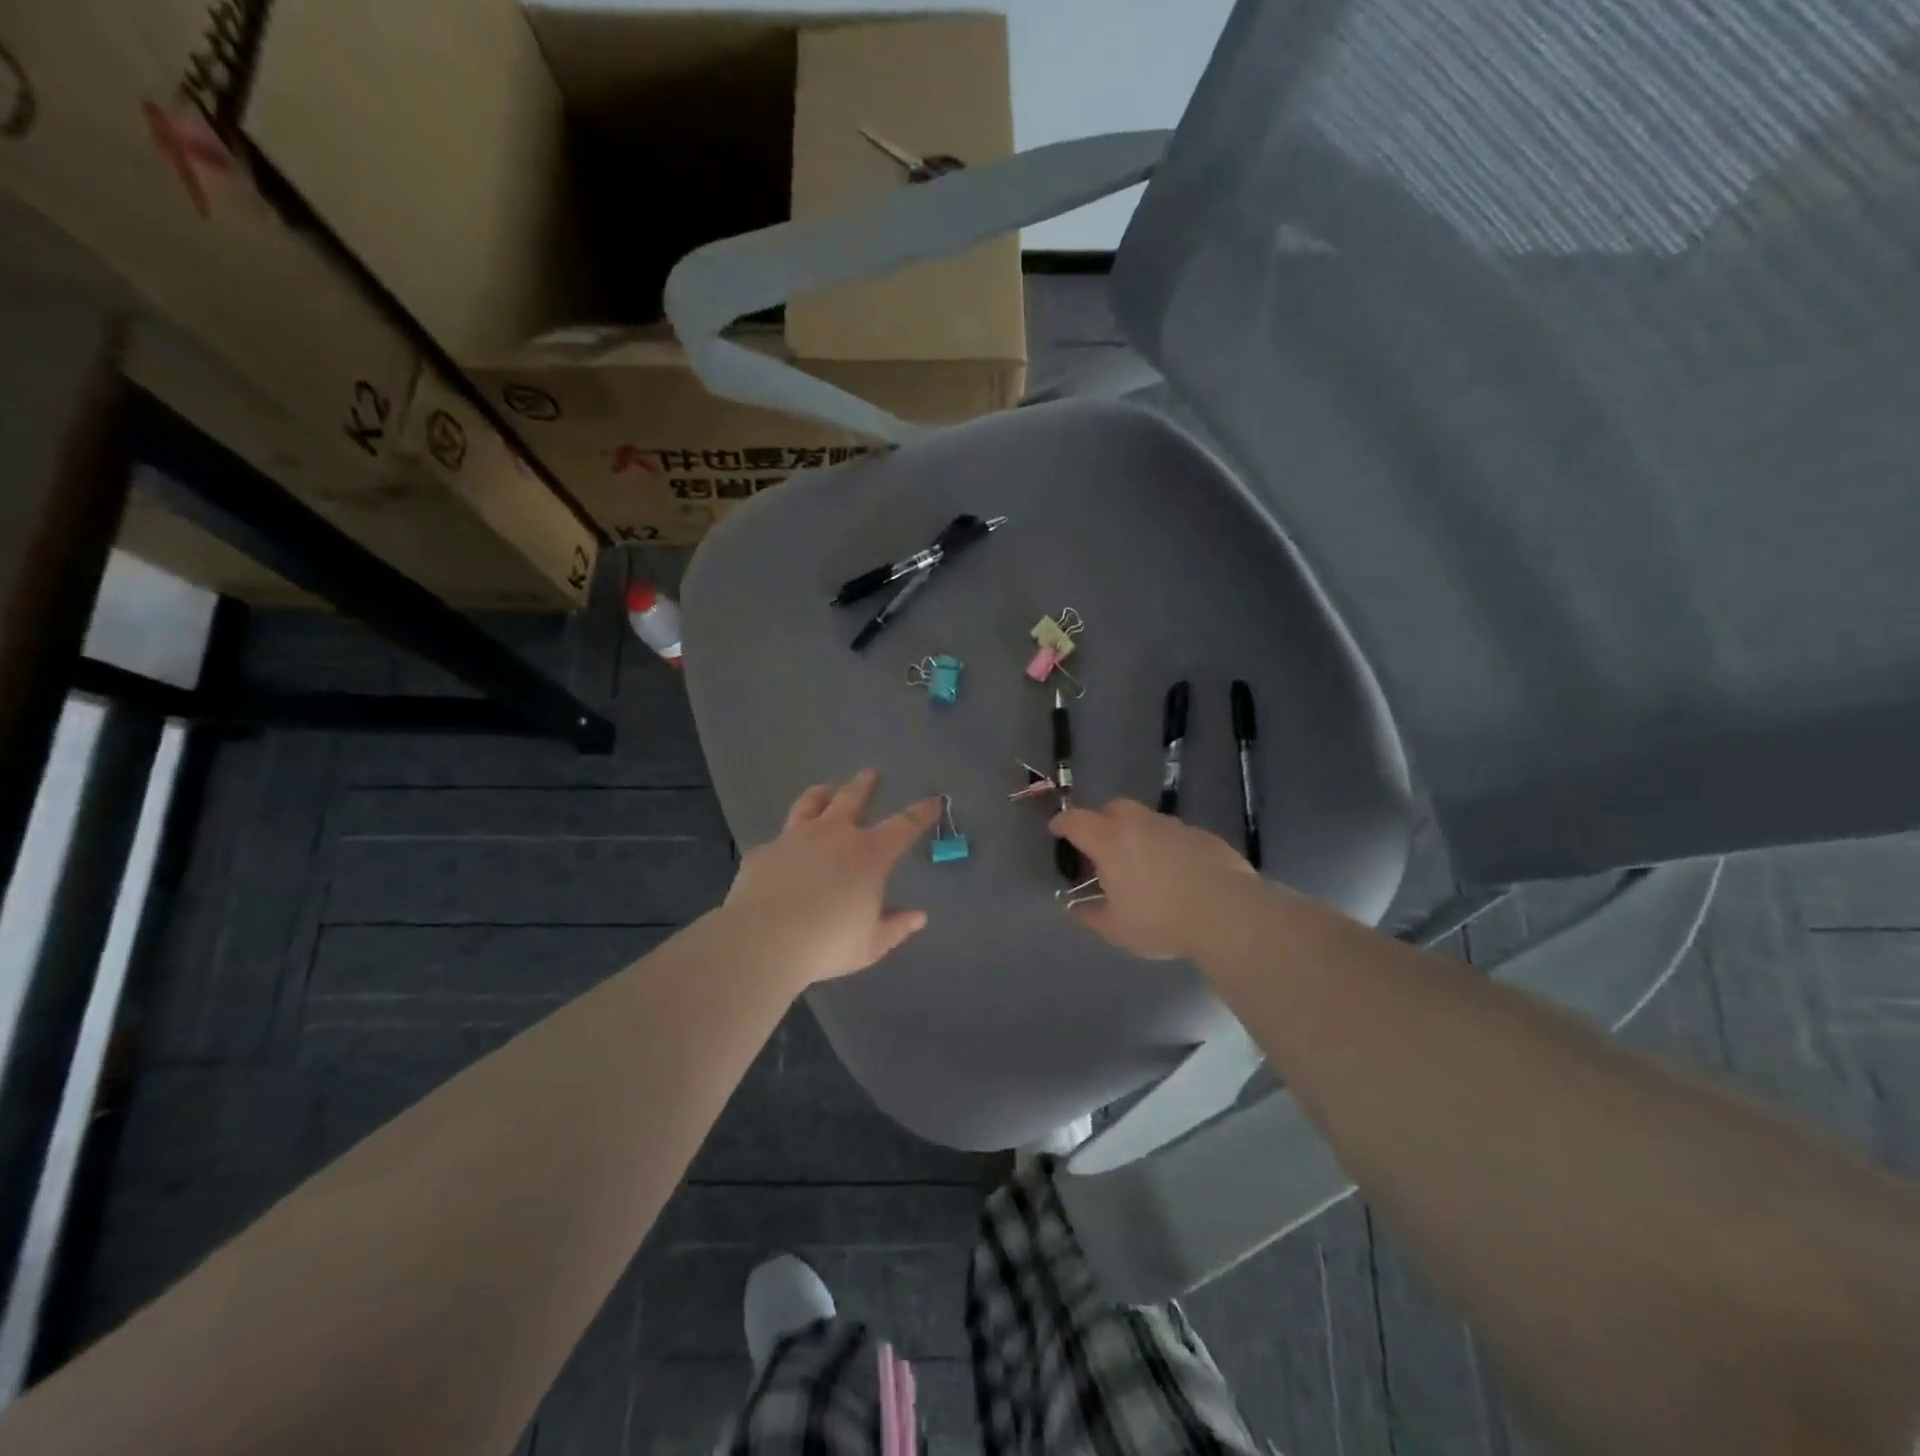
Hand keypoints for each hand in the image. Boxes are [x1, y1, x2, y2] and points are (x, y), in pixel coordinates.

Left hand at [722, 769, 939, 988]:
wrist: (763, 941)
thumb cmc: (827, 944)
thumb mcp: (871, 944)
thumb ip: (896, 927)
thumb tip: (918, 917)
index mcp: (868, 855)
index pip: (903, 825)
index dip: (920, 812)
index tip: (933, 801)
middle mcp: (834, 835)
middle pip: (852, 797)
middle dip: (865, 784)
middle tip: (871, 772)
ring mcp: (795, 838)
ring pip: (811, 803)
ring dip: (822, 793)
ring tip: (826, 789)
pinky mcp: (765, 852)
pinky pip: (780, 839)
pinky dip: (788, 839)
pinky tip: (785, 848)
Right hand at [1049, 798, 1259, 959]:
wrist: (1227, 914)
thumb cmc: (1161, 920)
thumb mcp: (1116, 928)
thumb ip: (1090, 915)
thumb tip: (1076, 906)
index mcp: (1111, 841)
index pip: (1076, 821)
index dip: (1062, 823)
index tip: (1056, 829)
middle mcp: (1140, 825)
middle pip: (1113, 808)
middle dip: (1102, 820)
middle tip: (1101, 846)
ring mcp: (1175, 827)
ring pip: (1147, 820)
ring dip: (1138, 834)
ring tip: (1142, 864)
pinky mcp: (1204, 836)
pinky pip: (1176, 835)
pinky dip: (1168, 846)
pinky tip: (1177, 873)